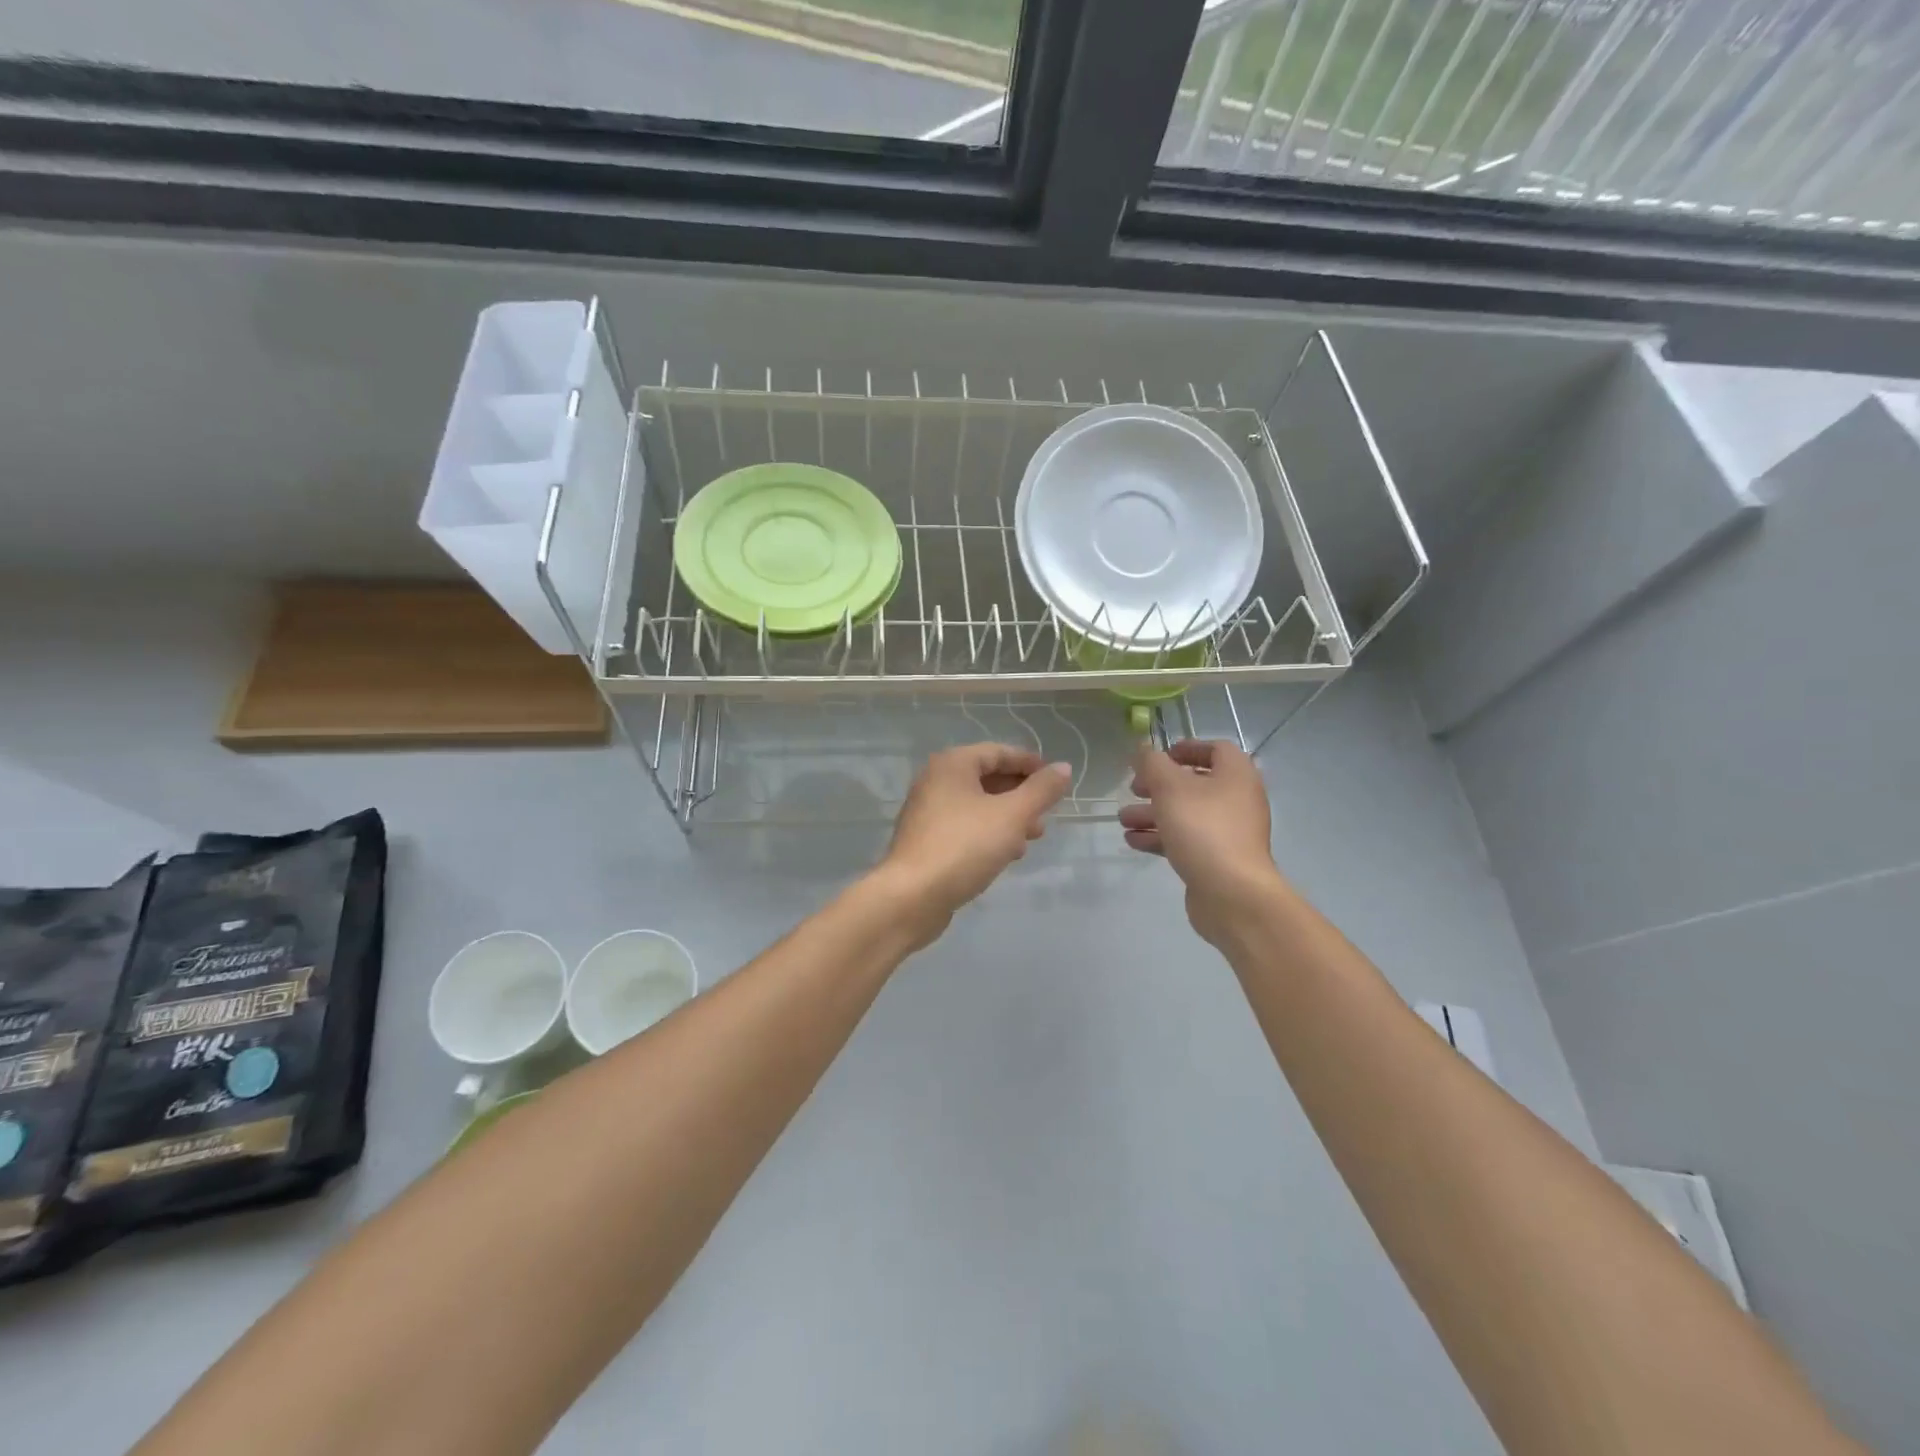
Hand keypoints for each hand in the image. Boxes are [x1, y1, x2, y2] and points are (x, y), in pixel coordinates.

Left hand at [874, 744, 1072, 945]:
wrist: (911, 897)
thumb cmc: (964, 846)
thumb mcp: (1012, 815)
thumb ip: (1041, 791)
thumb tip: (1063, 768)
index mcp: (952, 765)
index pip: (998, 751)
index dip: (1030, 763)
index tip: (1056, 780)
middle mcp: (935, 781)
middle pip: (987, 778)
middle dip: (1021, 794)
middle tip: (1046, 814)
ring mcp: (927, 812)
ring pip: (978, 806)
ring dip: (1008, 817)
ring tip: (1032, 837)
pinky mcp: (927, 841)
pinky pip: (965, 827)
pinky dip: (989, 833)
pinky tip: (1007, 855)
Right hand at [1120, 739, 1283, 945]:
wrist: (1232, 893)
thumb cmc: (1203, 828)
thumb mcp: (1170, 787)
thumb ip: (1152, 763)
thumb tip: (1142, 749)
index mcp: (1236, 774)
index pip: (1215, 749)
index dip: (1185, 748)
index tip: (1157, 757)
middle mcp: (1237, 799)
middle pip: (1195, 783)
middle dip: (1159, 785)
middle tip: (1134, 788)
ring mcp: (1229, 831)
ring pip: (1186, 813)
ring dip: (1153, 813)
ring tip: (1124, 819)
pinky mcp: (1218, 858)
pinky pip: (1187, 839)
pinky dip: (1161, 837)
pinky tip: (1133, 841)